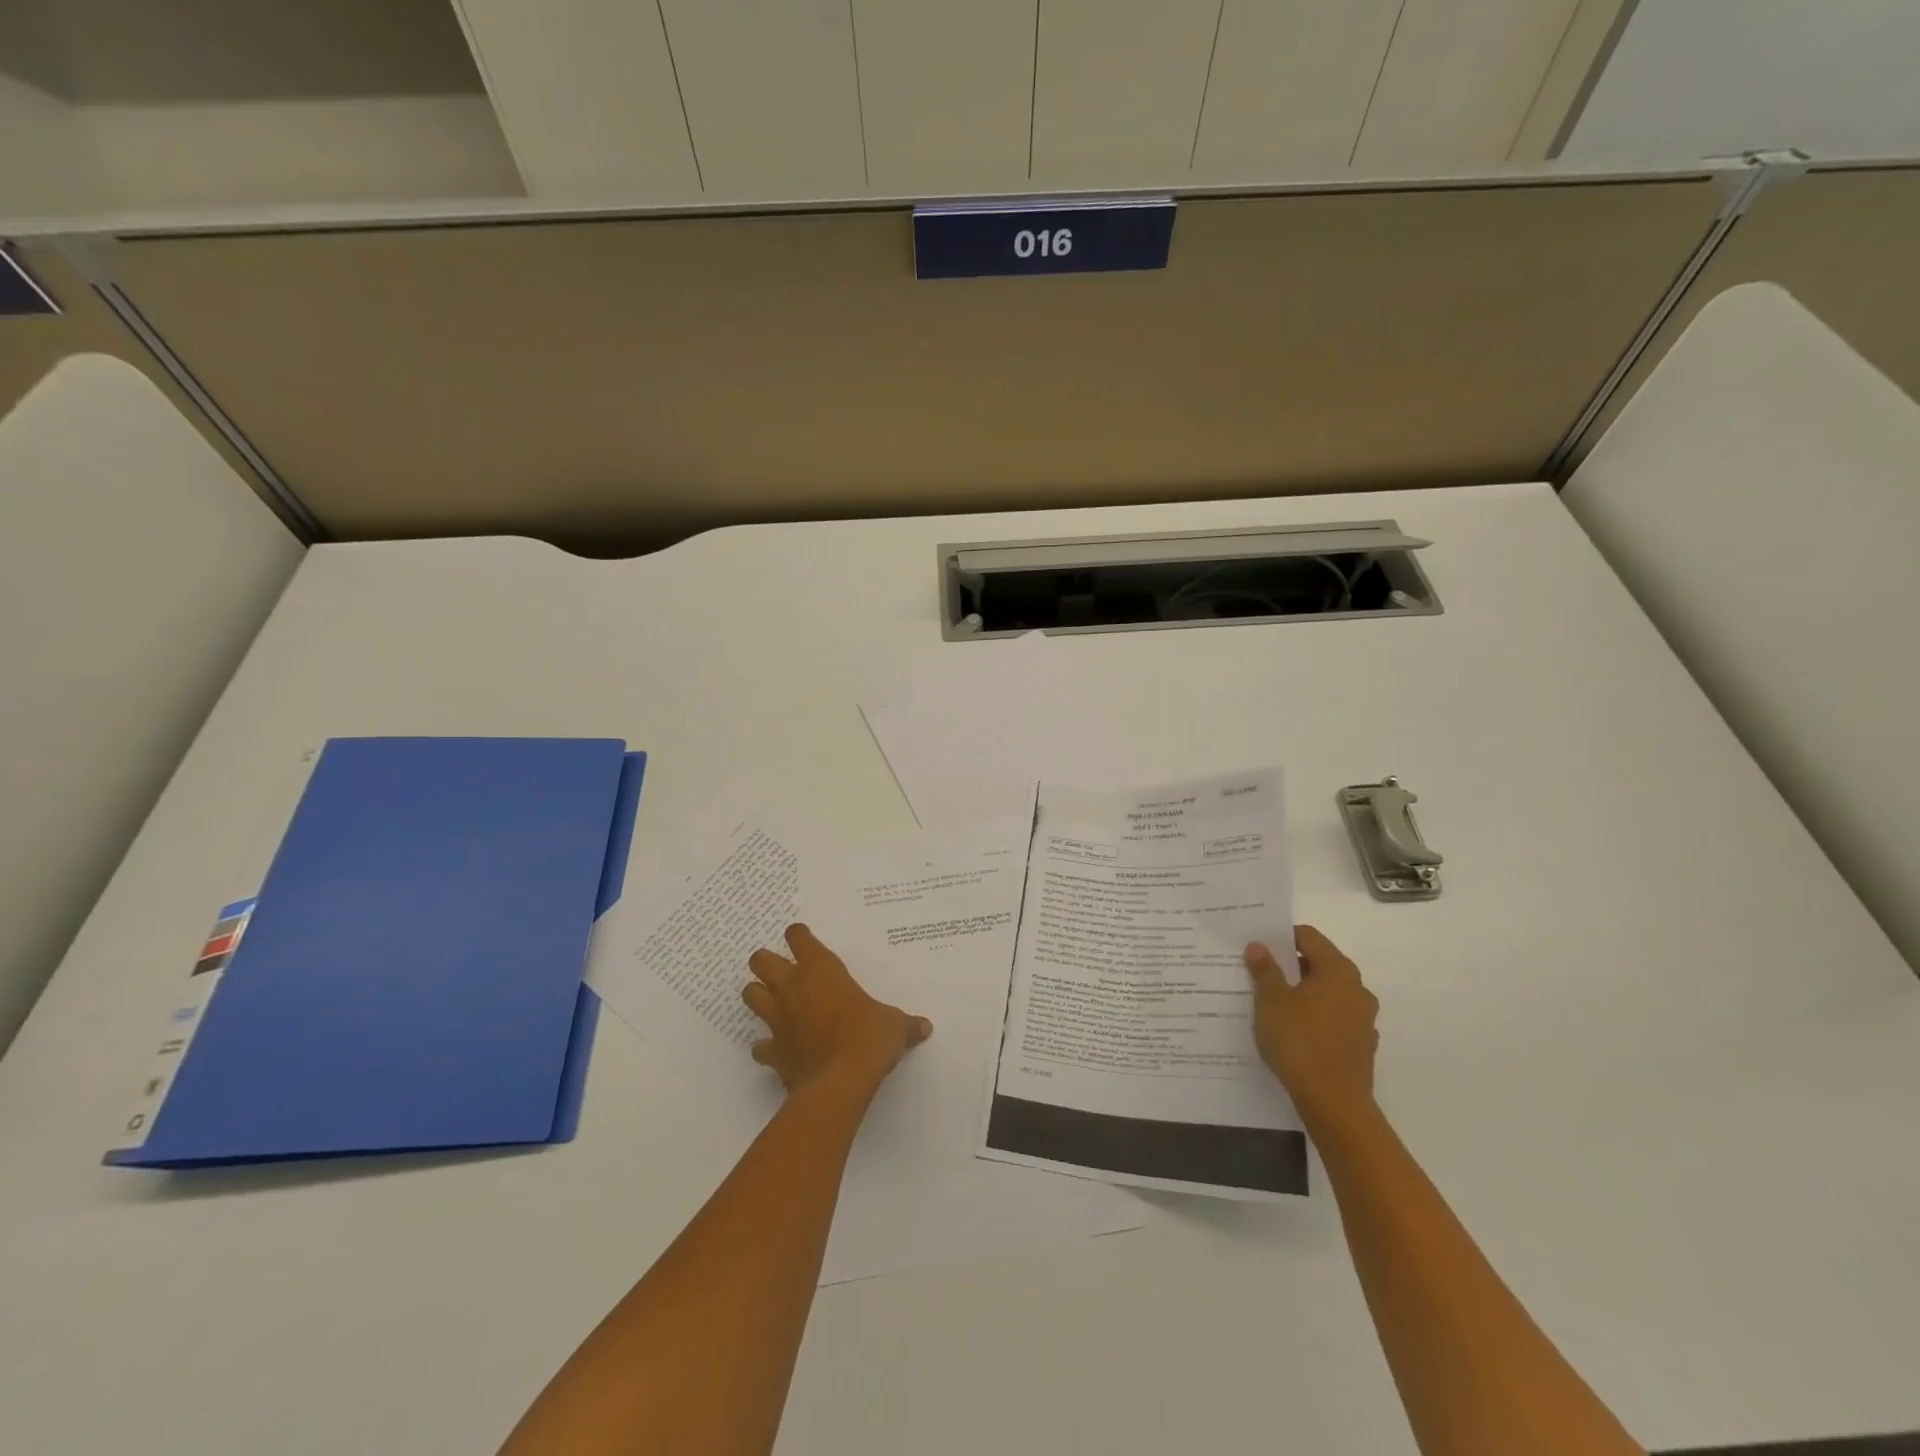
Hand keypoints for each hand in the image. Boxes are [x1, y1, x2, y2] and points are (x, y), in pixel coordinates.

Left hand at [742, 924, 931, 1095]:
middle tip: (783, 972)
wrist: (840, 1082)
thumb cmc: (869, 1038)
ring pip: (750, 994)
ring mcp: (777, 1019)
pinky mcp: (772, 1051)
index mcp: (821, 969)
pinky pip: (759, 1045)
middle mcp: (793, 987)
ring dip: (759, 996)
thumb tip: (925, 1027)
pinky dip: (766, 1046)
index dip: (799, 936)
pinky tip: (778, 1050)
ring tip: (774, 1004)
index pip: (798, 937)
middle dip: (767, 963)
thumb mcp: (895, 1026)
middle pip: (760, 960)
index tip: (804, 941)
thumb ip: (906, 1024)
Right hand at [1245, 925, 1378, 1129]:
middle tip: (1260, 973)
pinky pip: (1334, 1019)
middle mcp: (1357, 989)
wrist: (1334, 1103)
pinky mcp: (1362, 1045)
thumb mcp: (1271, 1001)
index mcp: (1338, 970)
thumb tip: (1258, 946)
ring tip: (1274, 1004)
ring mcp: (1363, 1019)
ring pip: (1328, 993)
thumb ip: (1265, 970)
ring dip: (1304, 993)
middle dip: (1291, 966)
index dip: (1282, 937)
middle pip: (1320, 963)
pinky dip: (1315, 1018)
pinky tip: (1294, 1032)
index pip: (1309, 937)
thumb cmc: (1300, 1041)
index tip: (1259, 947)